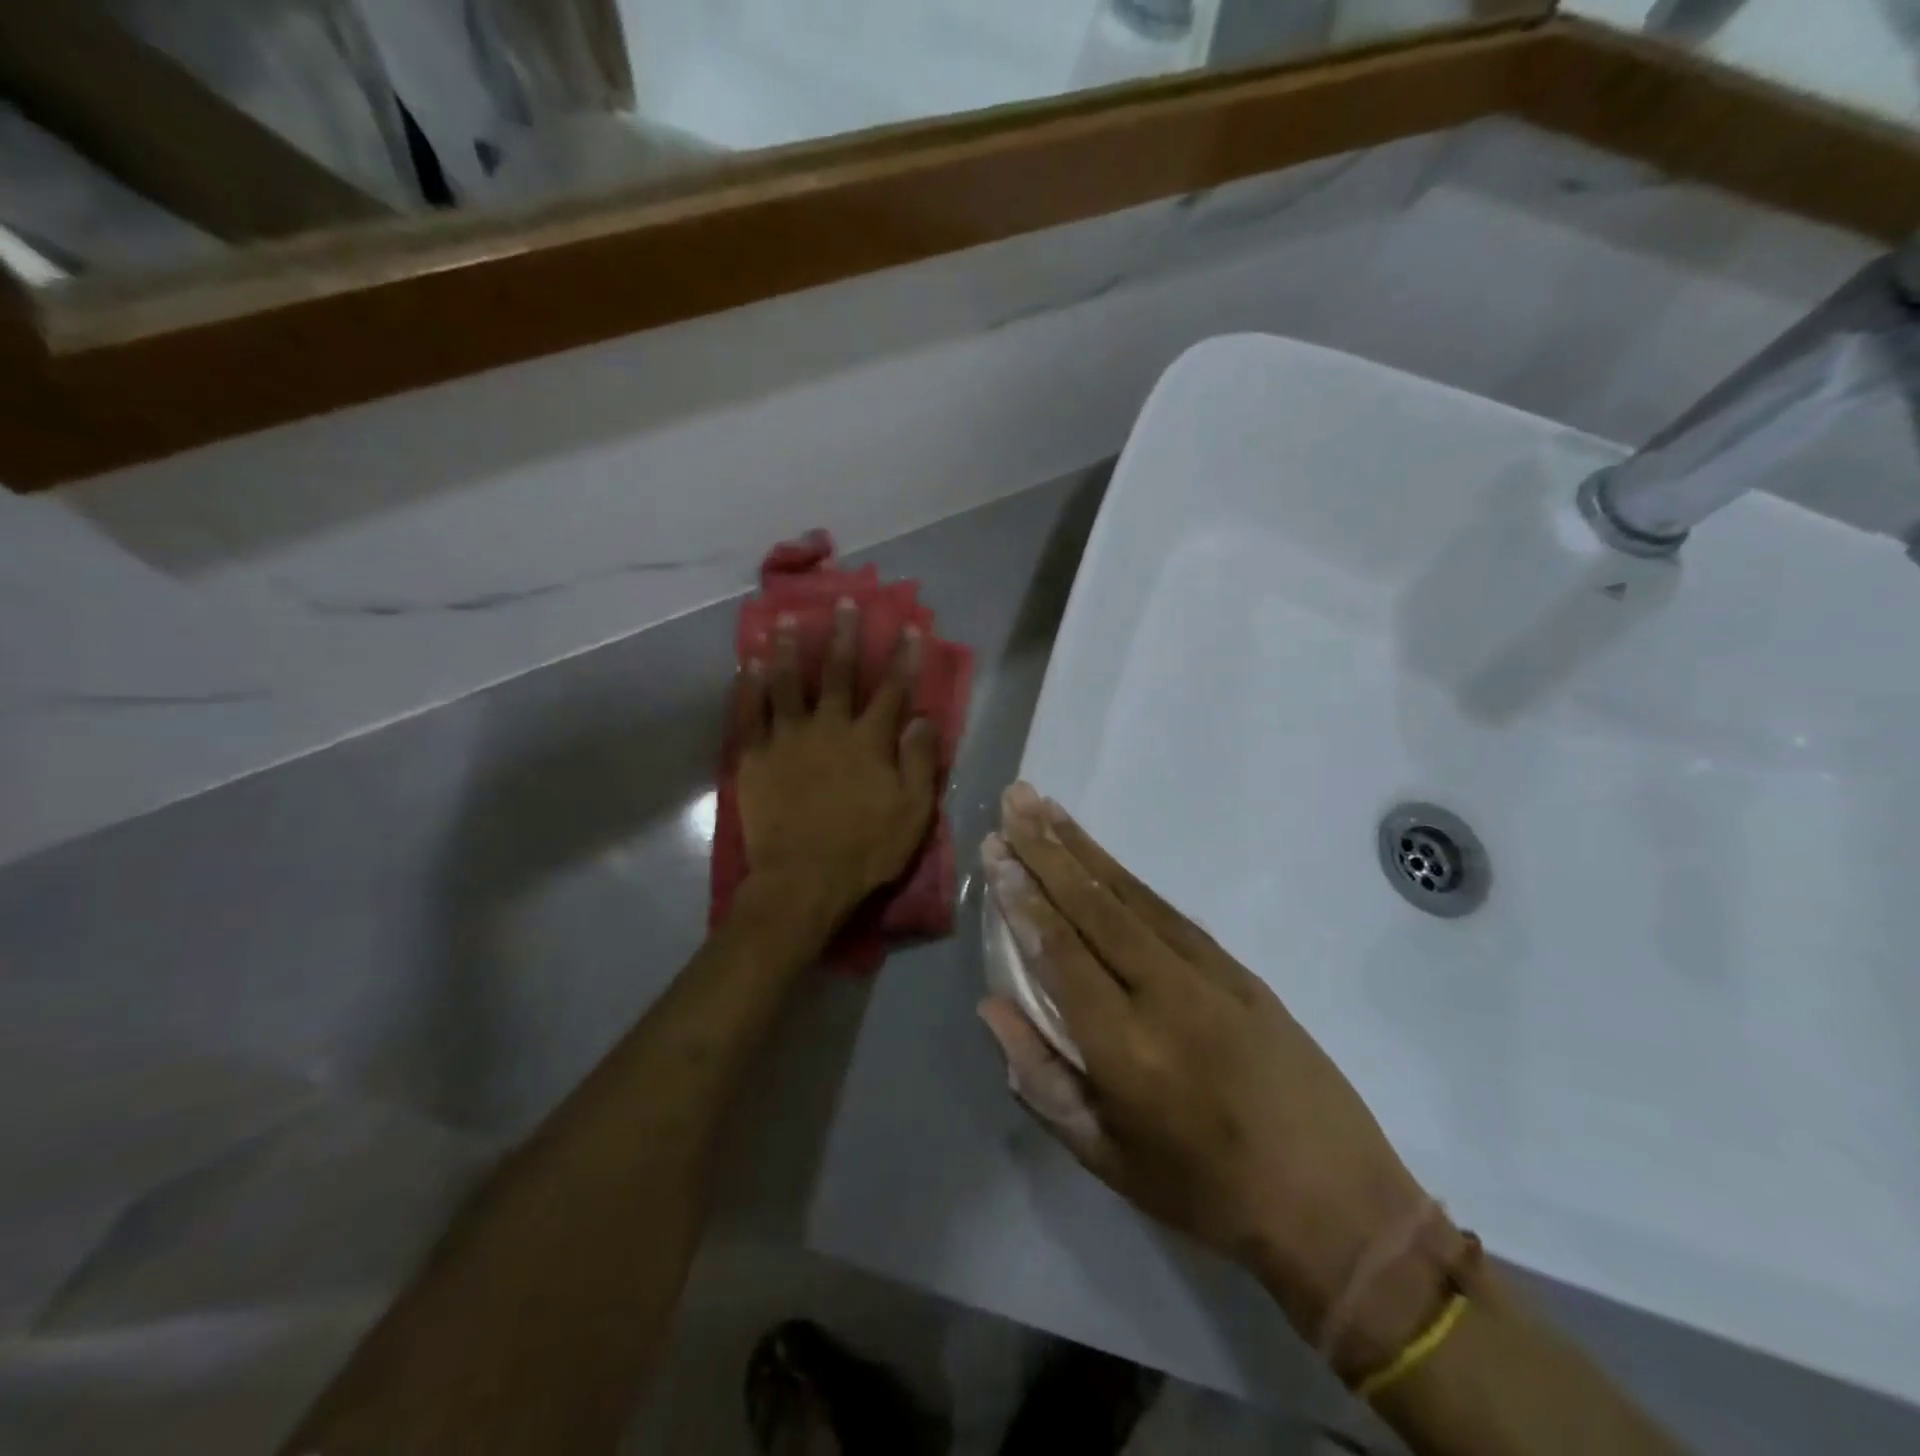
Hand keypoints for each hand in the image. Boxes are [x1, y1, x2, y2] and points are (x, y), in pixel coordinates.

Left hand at [734, 599, 940, 926]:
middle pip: (839, 673)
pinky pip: (750, 713)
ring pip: (789, 683)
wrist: (802, 881)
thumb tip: (924, 717)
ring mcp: (788, 739)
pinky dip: (750, 685)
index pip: (892, 690)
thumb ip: (920, 761)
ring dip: (791, 648)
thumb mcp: (912, 811)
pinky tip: (751, 662)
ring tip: (787, 618)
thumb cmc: (865, 849)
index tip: (909, 627)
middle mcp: (829, 728)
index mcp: (869, 741)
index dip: (904, 658)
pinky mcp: (755, 757)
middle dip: (844, 635)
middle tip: (843, 600)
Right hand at [978, 783, 1460, 1379]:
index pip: (1062, 953)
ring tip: (1045, 808)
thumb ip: (1042, 1081)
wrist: (1337, 1202)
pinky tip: (1101, 857)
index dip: (1024, 899)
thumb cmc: (1206, 1193)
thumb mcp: (1108, 1160)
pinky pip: (1169, 911)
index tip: (996, 852)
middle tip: (1013, 802)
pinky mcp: (1240, 969)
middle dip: (1047, 851)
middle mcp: (1166, 996)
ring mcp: (1210, 975)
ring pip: (1132, 897)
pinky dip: (1127, 877)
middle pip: (1094, 908)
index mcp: (1128, 1051)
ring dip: (1084, 848)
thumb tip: (991, 1008)